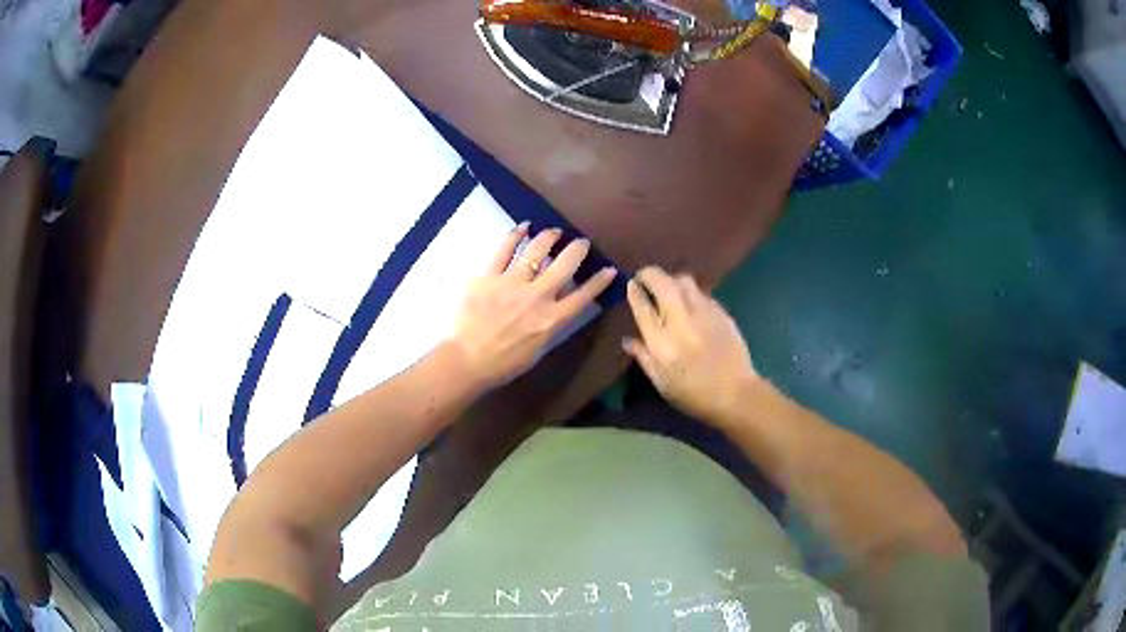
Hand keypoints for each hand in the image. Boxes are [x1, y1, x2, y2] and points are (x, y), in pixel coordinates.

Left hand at [451, 223, 616, 388]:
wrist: (468, 361)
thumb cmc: (504, 363)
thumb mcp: (538, 349)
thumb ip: (551, 324)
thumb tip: (559, 304)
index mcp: (552, 320)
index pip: (584, 296)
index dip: (600, 281)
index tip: (609, 269)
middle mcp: (537, 297)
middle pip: (565, 265)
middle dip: (577, 249)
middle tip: (581, 242)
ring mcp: (512, 283)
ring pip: (536, 250)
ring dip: (549, 237)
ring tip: (554, 231)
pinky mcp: (489, 276)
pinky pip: (504, 249)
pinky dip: (515, 234)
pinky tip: (523, 227)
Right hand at [623, 267, 761, 423]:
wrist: (736, 393)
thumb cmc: (694, 394)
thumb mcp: (661, 382)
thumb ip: (643, 357)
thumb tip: (627, 340)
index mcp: (661, 341)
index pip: (643, 306)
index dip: (634, 291)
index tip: (631, 284)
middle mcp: (681, 320)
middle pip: (662, 282)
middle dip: (650, 274)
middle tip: (644, 277)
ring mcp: (703, 313)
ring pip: (684, 281)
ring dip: (671, 279)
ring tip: (668, 287)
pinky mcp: (721, 312)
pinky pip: (701, 292)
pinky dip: (691, 292)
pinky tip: (690, 303)